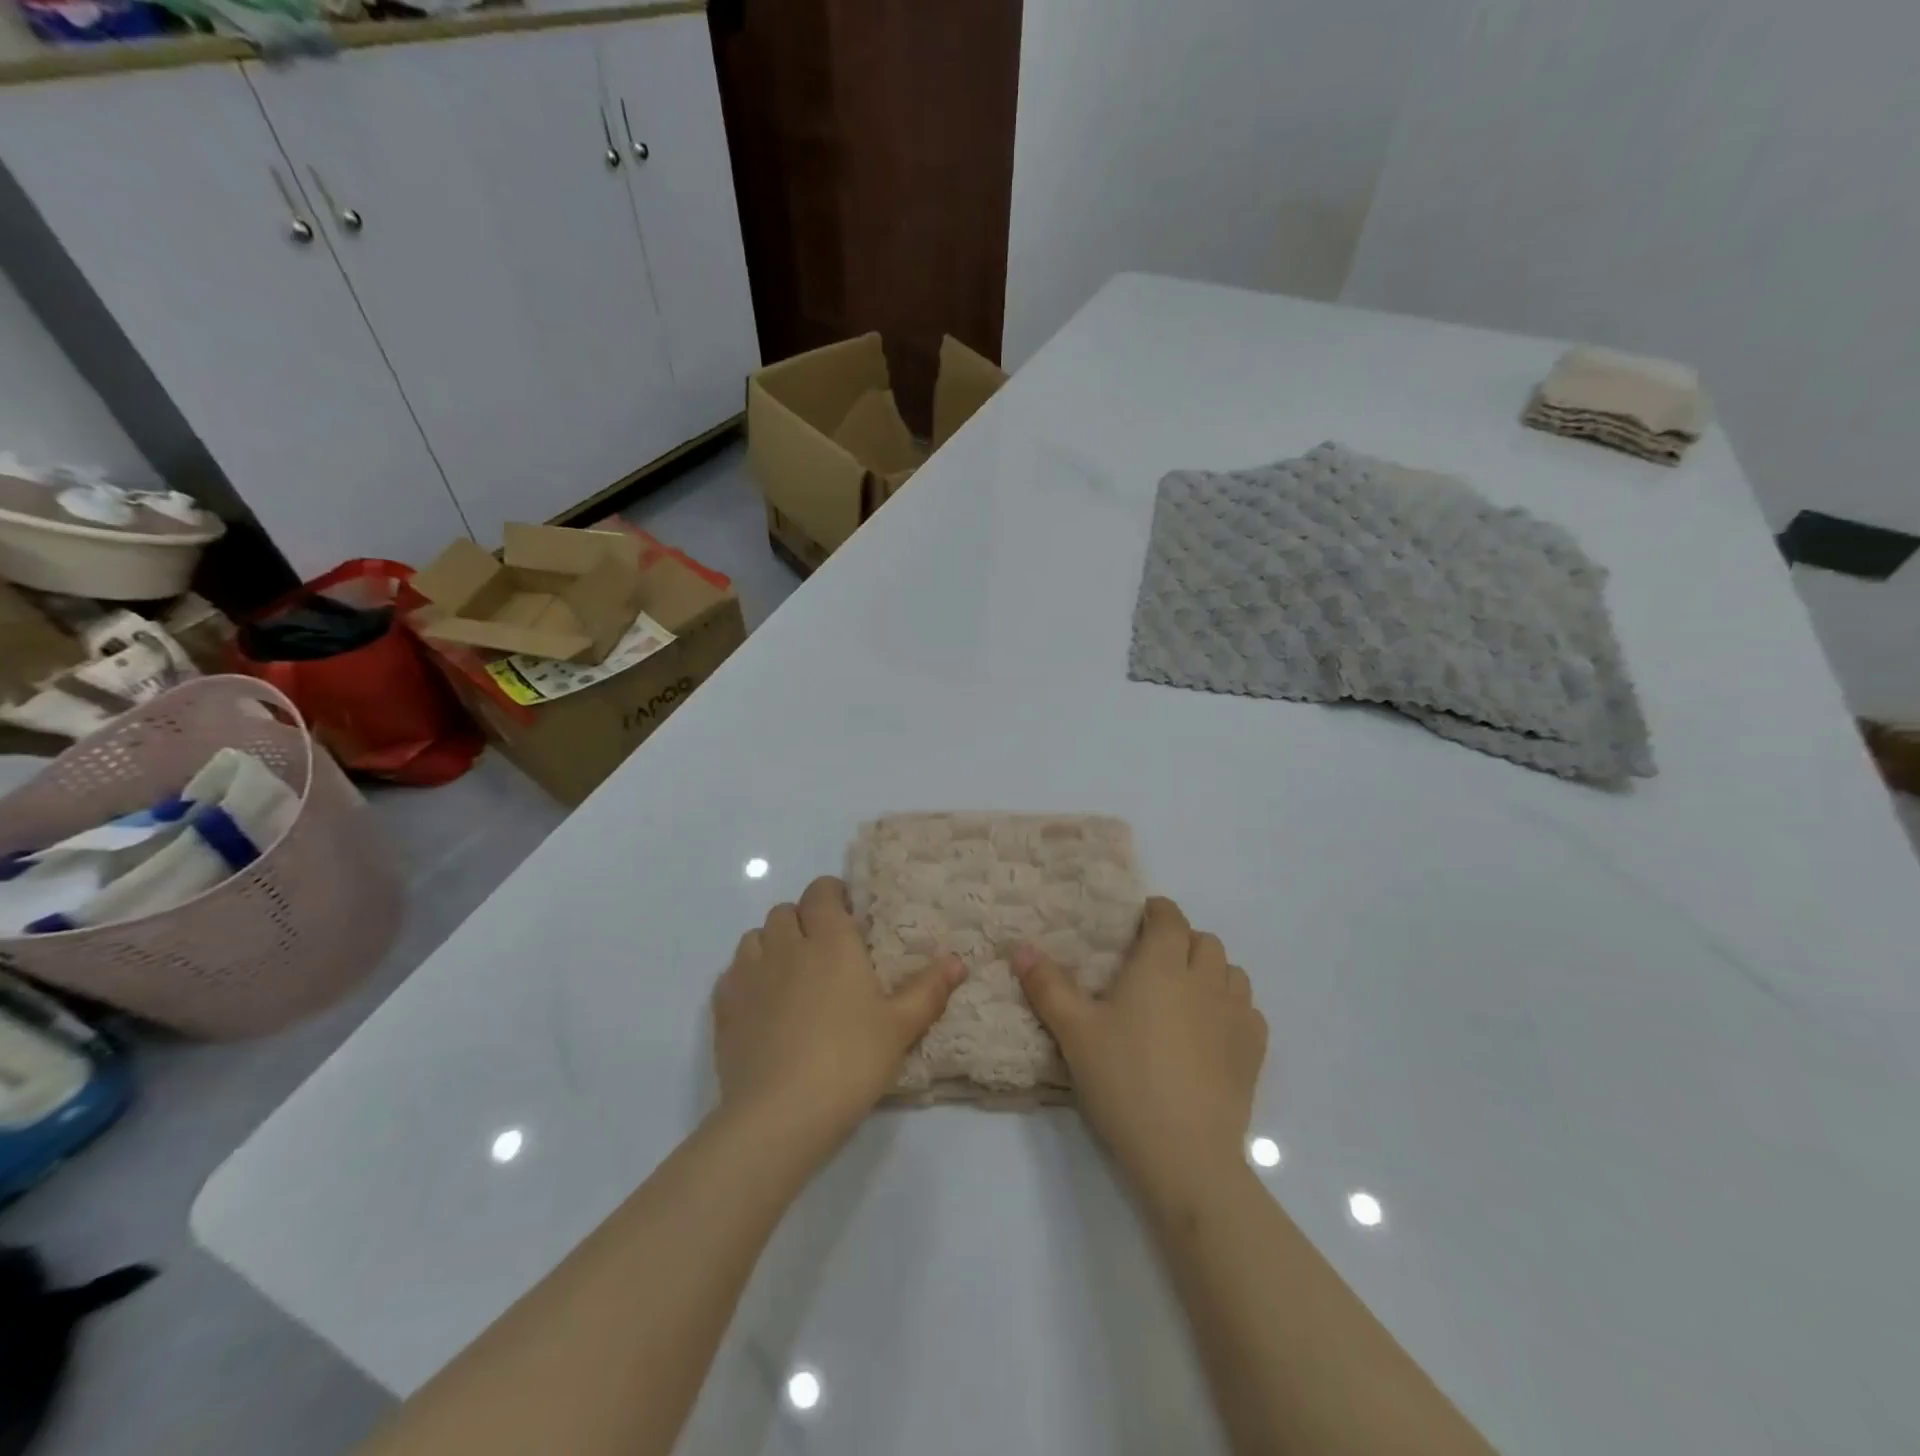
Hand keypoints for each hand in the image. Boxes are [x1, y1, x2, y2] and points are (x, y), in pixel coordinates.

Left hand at [712, 875, 965, 1154]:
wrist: (780, 1114)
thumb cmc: (849, 1060)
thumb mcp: (900, 1027)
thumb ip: (928, 990)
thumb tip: (957, 961)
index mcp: (830, 941)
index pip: (822, 893)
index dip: (832, 895)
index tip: (847, 915)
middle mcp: (786, 946)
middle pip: (785, 911)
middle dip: (803, 919)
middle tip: (824, 948)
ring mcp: (749, 975)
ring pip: (755, 937)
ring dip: (772, 944)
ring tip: (791, 973)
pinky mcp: (723, 1007)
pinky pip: (732, 973)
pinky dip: (747, 975)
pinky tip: (761, 1002)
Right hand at [1015, 897, 1266, 1204]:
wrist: (1184, 1153)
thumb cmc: (1124, 1080)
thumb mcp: (1074, 1032)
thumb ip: (1048, 986)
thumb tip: (1020, 948)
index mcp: (1162, 965)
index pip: (1170, 918)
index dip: (1156, 912)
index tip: (1139, 922)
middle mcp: (1205, 980)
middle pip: (1205, 941)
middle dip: (1183, 941)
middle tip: (1154, 962)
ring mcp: (1236, 1016)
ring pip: (1233, 973)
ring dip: (1211, 971)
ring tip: (1185, 994)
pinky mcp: (1253, 1052)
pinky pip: (1250, 1011)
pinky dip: (1233, 1008)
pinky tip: (1212, 1031)